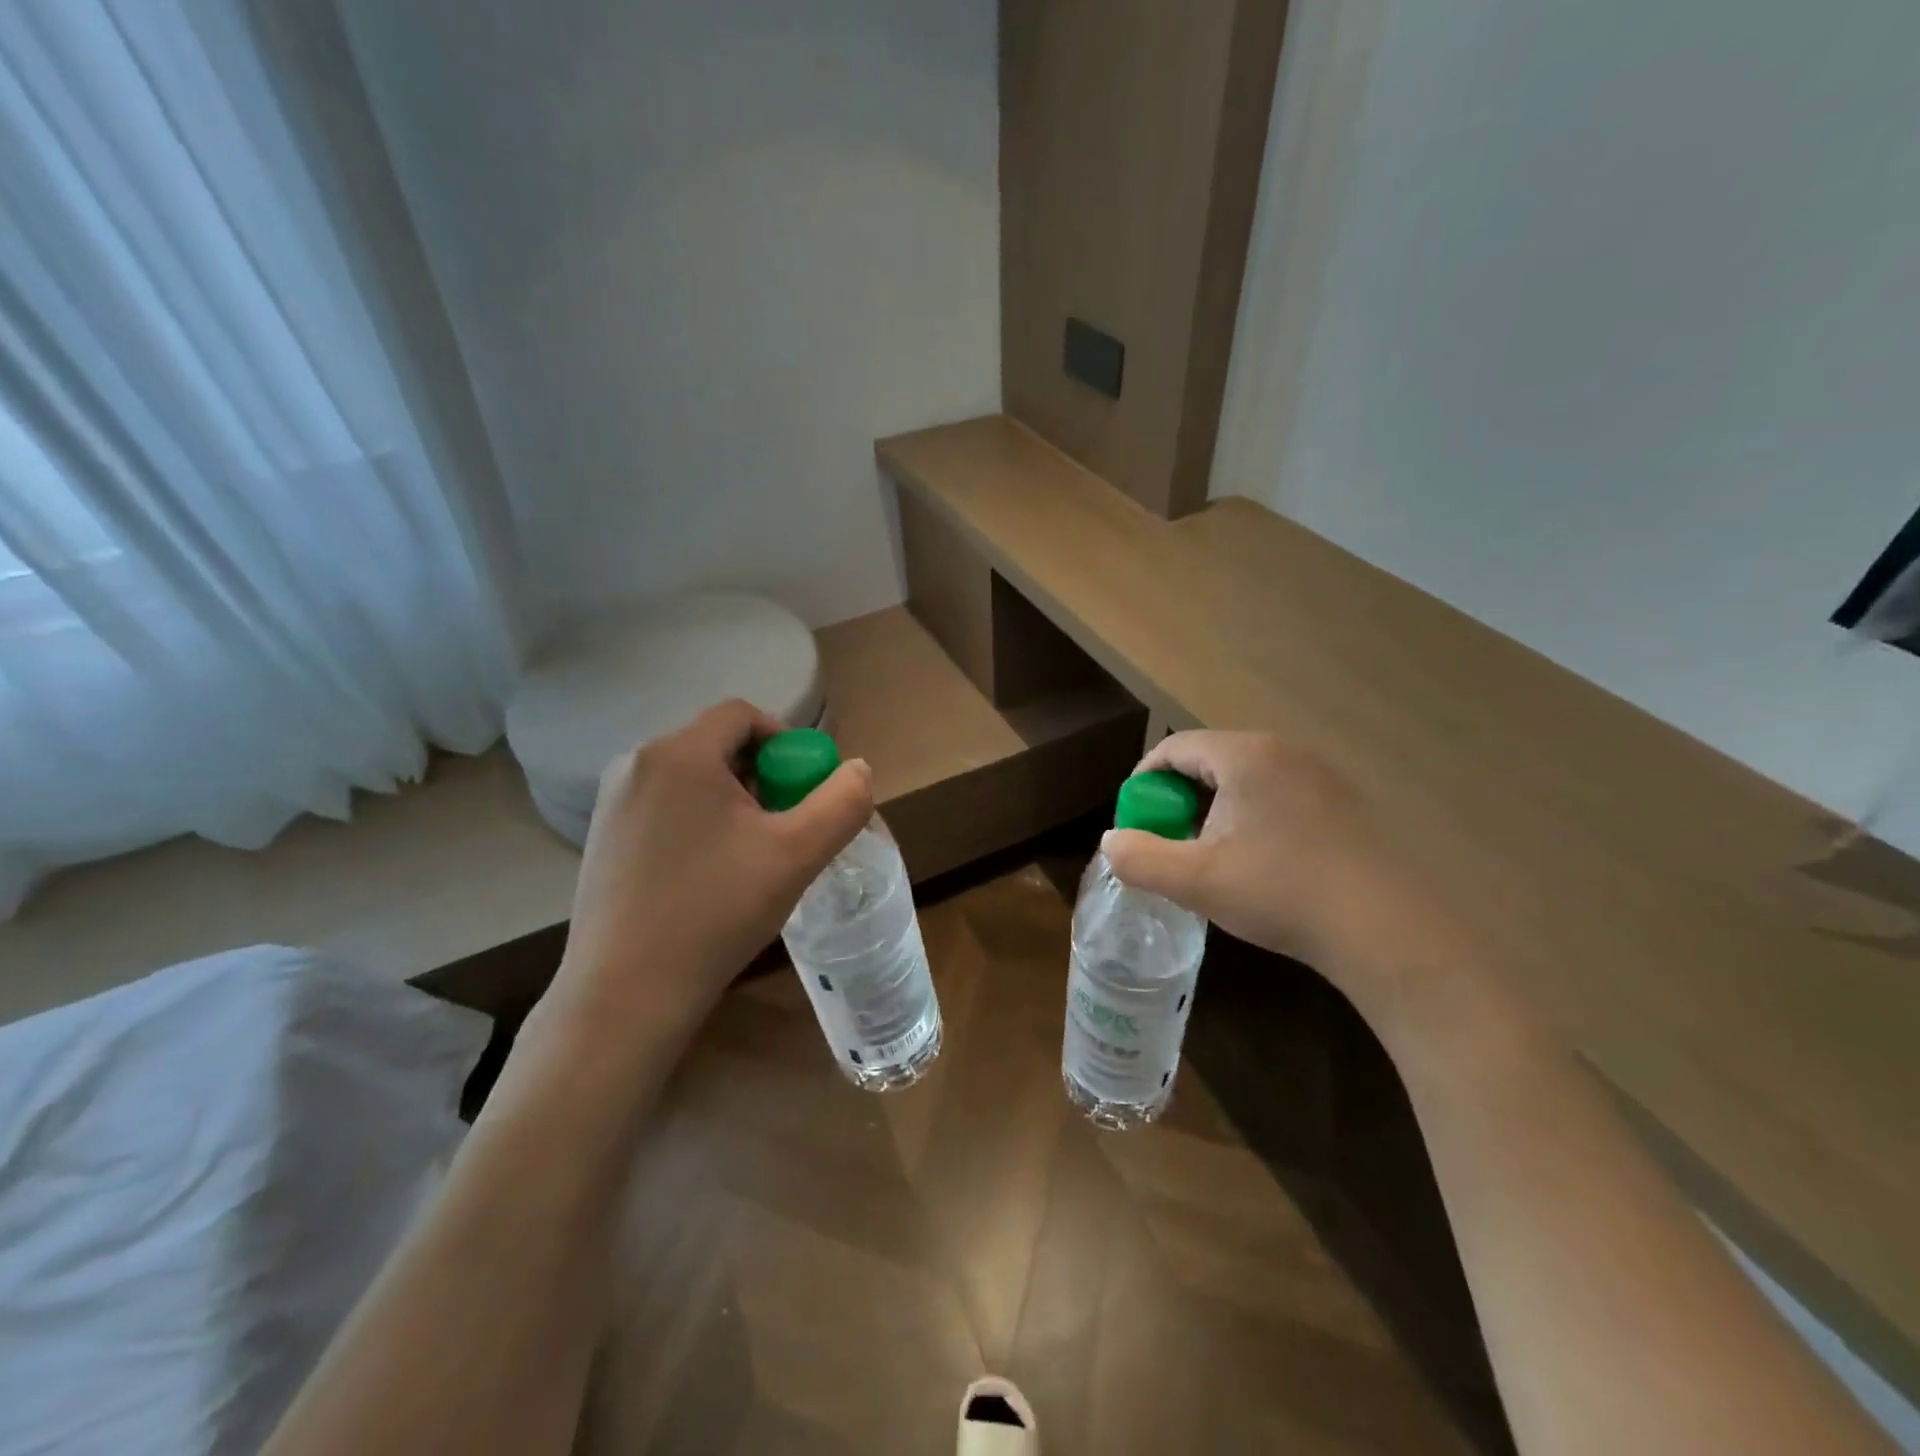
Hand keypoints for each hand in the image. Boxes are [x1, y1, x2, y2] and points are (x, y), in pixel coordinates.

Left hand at [547, 699, 873, 1036]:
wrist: (627, 993)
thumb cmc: (716, 911)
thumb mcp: (797, 854)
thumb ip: (842, 803)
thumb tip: (858, 769)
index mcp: (680, 753)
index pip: (743, 714)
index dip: (785, 741)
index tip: (802, 791)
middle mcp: (636, 764)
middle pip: (717, 744)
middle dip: (760, 776)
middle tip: (782, 827)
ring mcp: (612, 802)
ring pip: (690, 777)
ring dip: (730, 800)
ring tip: (748, 855)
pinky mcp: (601, 837)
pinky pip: (664, 806)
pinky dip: (697, 821)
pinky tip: (707, 874)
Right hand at [1101, 731, 1443, 1014]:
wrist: (1387, 931)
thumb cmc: (1282, 893)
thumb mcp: (1196, 881)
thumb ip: (1140, 858)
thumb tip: (1111, 842)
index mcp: (1245, 756)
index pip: (1175, 747)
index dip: (1144, 780)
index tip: (1135, 820)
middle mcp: (1284, 752)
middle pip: (1210, 759)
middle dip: (1179, 796)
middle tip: (1169, 839)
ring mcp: (1321, 776)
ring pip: (1246, 778)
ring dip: (1215, 808)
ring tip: (1210, 853)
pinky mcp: (1345, 804)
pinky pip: (1279, 794)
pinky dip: (1252, 816)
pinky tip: (1260, 861)